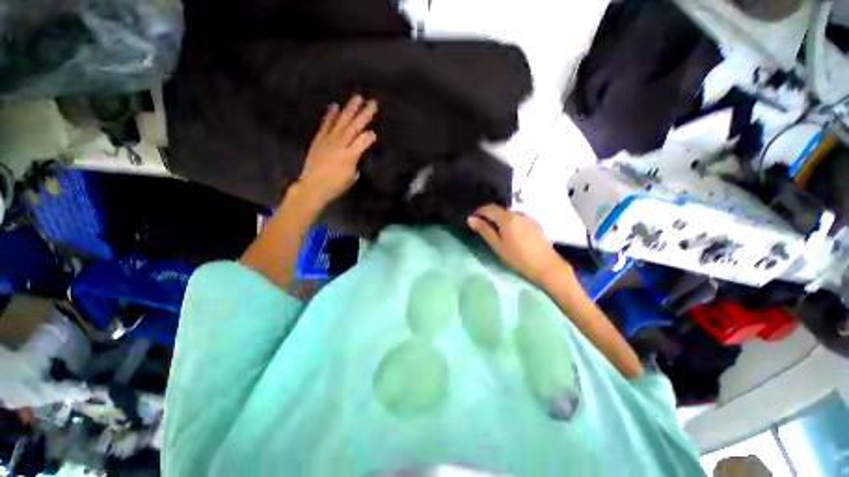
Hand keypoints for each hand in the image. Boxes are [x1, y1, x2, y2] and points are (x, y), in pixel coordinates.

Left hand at [296, 95, 377, 208]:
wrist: (313, 186)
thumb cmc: (335, 186)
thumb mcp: (351, 178)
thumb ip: (355, 164)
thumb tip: (355, 156)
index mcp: (350, 156)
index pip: (364, 141)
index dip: (370, 136)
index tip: (374, 133)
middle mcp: (340, 144)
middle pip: (354, 127)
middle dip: (364, 114)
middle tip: (372, 103)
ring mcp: (328, 140)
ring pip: (341, 122)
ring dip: (350, 109)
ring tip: (357, 98)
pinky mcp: (319, 139)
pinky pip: (325, 125)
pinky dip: (330, 115)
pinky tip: (335, 106)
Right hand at [468, 205, 569, 284]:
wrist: (546, 266)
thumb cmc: (518, 257)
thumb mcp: (497, 245)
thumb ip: (484, 230)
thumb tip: (470, 219)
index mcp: (507, 218)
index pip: (489, 208)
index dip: (478, 212)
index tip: (472, 219)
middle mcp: (518, 213)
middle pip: (499, 210)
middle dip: (489, 215)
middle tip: (481, 226)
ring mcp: (528, 217)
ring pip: (508, 214)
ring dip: (499, 219)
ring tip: (495, 231)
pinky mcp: (534, 223)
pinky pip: (517, 218)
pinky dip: (509, 222)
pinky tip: (509, 233)